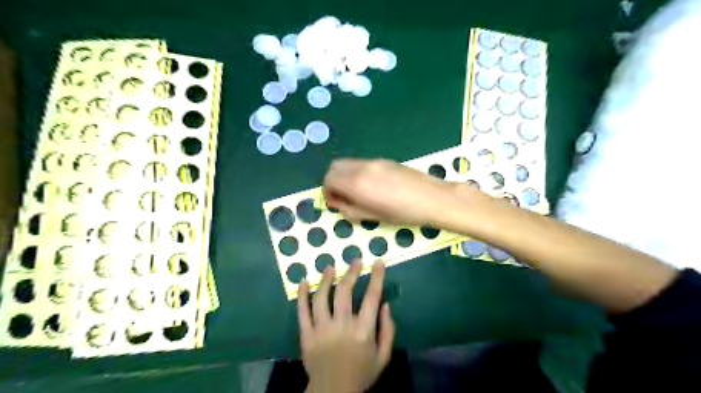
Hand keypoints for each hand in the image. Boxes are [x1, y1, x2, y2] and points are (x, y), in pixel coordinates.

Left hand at [295, 260, 393, 392]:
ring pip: (321, 297)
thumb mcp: (383, 356)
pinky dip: (301, 295)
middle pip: (345, 292)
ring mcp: (321, 330)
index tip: (378, 262)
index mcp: (363, 332)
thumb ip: (388, 330)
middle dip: (351, 272)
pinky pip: (302, 311)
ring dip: (326, 279)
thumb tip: (385, 304)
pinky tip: (303, 282)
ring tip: (330, 267)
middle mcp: (342, 326)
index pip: (372, 298)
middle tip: (355, 260)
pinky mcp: (306, 335)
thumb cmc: (361, 373)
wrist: (332, 392)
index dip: (376, 277)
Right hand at [324, 158, 451, 225]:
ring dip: (345, 176)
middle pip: (334, 167)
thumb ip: (349, 209)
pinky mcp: (384, 160)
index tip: (337, 203)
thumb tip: (338, 203)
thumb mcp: (372, 217)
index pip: (328, 179)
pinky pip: (361, 163)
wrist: (432, 198)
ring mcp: (373, 161)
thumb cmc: (402, 213)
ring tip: (358, 192)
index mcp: (356, 183)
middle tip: (344, 196)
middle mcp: (361, 167)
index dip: (328, 192)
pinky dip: (357, 172)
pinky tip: (372, 186)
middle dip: (333, 181)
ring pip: (348, 163)